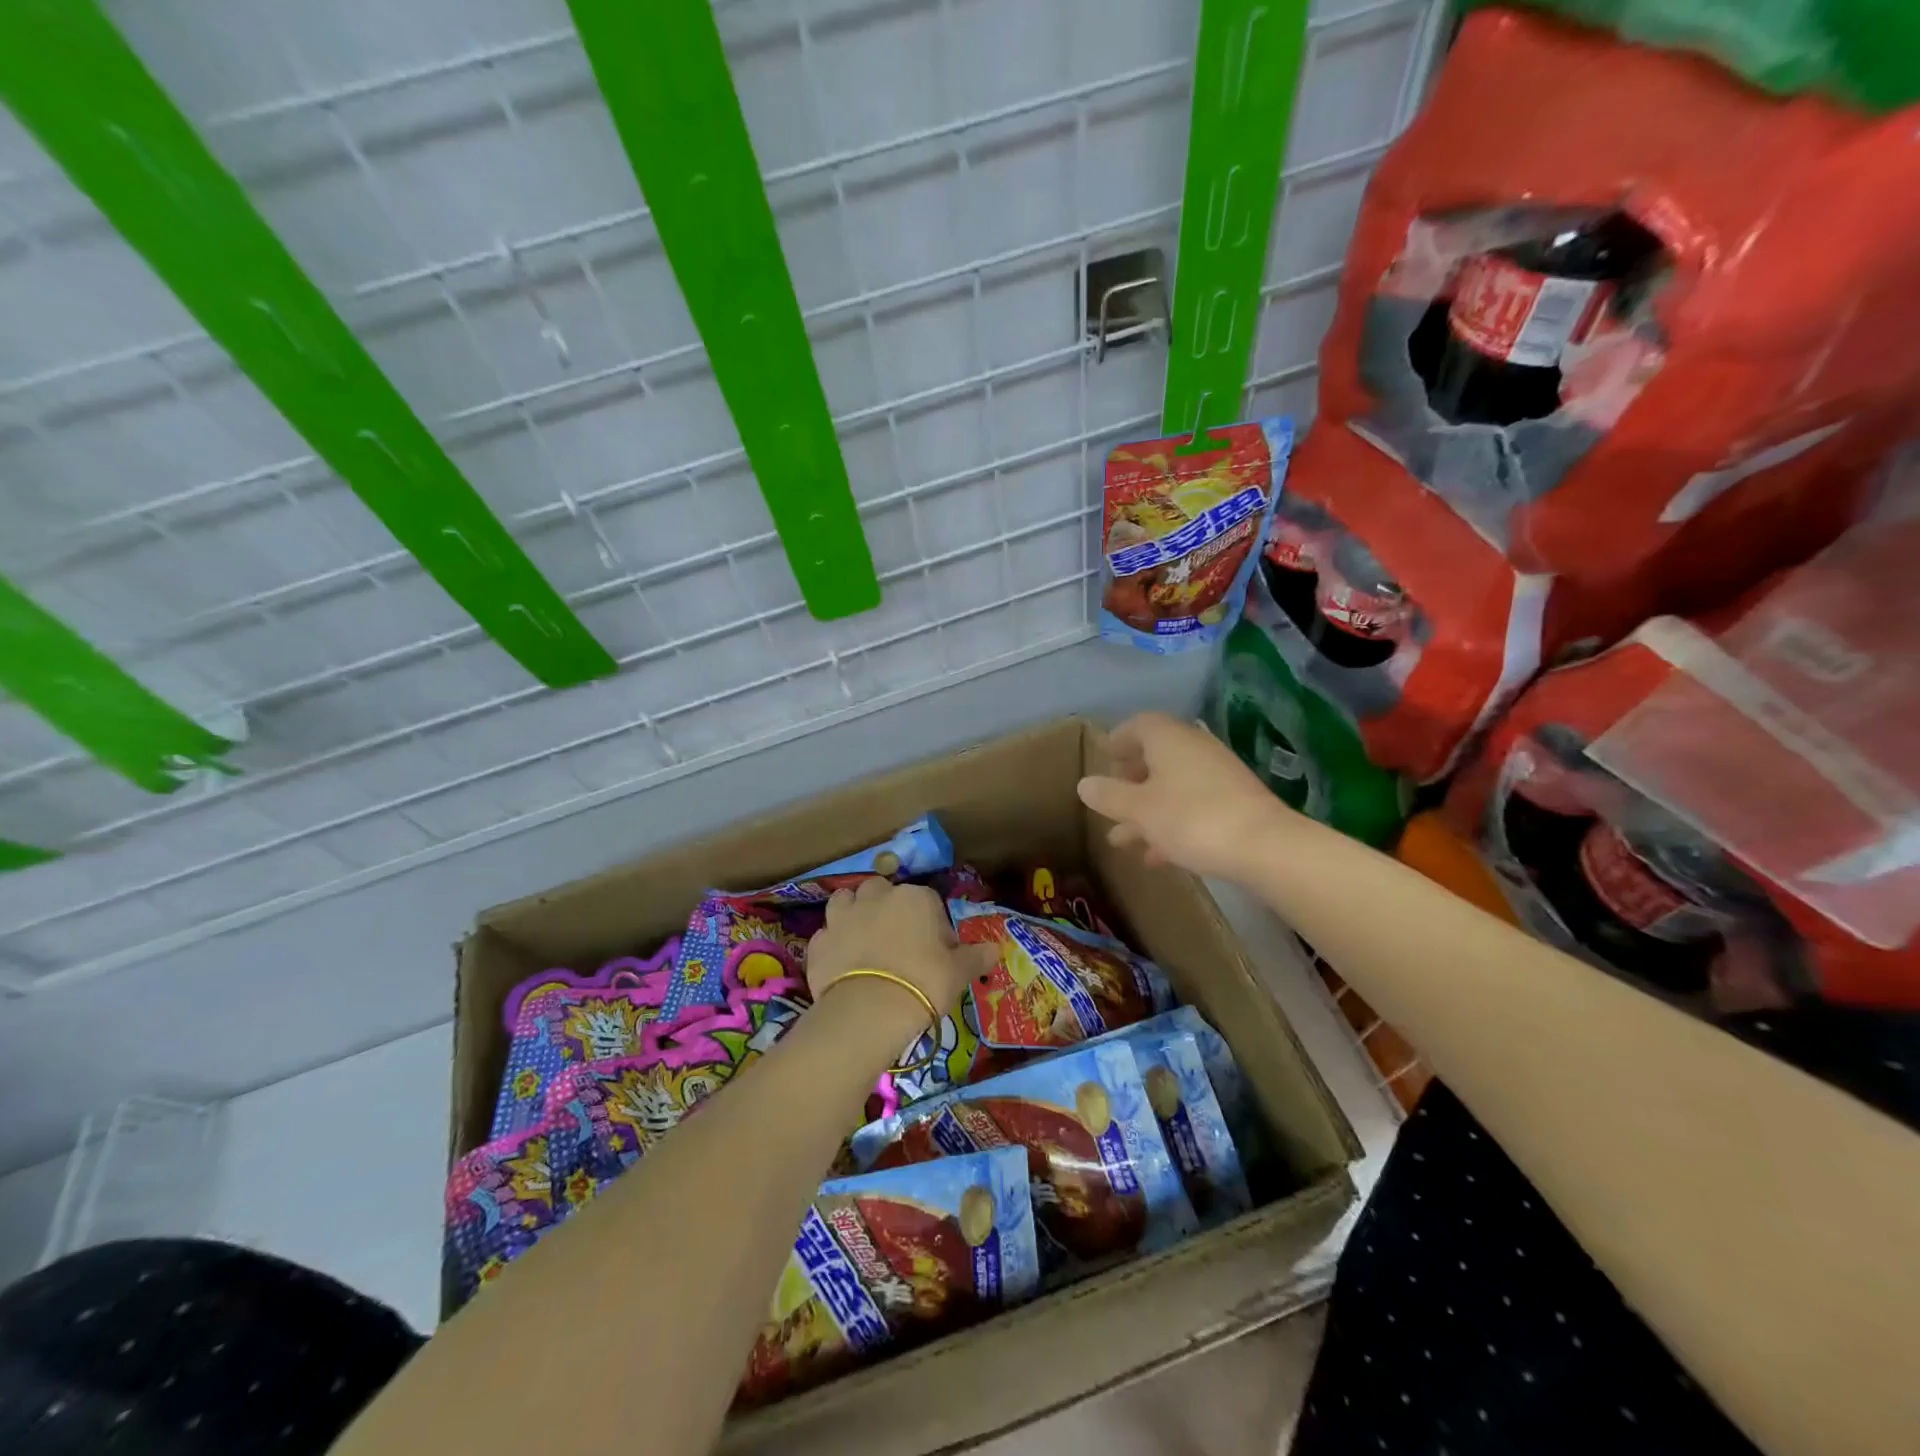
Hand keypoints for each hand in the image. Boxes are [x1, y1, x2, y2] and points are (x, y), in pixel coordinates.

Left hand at [806, 877, 994, 1019]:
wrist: (870, 1009)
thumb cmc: (923, 982)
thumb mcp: (959, 972)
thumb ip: (976, 957)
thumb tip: (995, 949)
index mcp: (915, 898)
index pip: (928, 902)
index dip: (932, 926)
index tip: (936, 952)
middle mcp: (876, 897)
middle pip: (882, 892)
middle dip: (887, 909)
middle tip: (896, 942)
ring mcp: (842, 916)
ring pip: (846, 902)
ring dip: (854, 915)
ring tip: (864, 942)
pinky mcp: (818, 941)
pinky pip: (827, 935)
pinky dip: (833, 944)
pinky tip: (841, 964)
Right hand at [1076, 712, 1285, 881]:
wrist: (1264, 847)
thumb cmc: (1191, 818)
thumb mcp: (1139, 809)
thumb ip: (1109, 795)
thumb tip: (1085, 784)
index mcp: (1169, 740)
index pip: (1139, 725)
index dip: (1118, 739)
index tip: (1104, 758)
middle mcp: (1194, 749)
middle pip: (1156, 757)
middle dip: (1130, 782)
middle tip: (1110, 801)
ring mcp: (1218, 776)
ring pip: (1172, 787)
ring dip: (1146, 811)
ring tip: (1121, 841)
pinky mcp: (1234, 803)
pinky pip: (1192, 807)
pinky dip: (1170, 824)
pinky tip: (1156, 857)